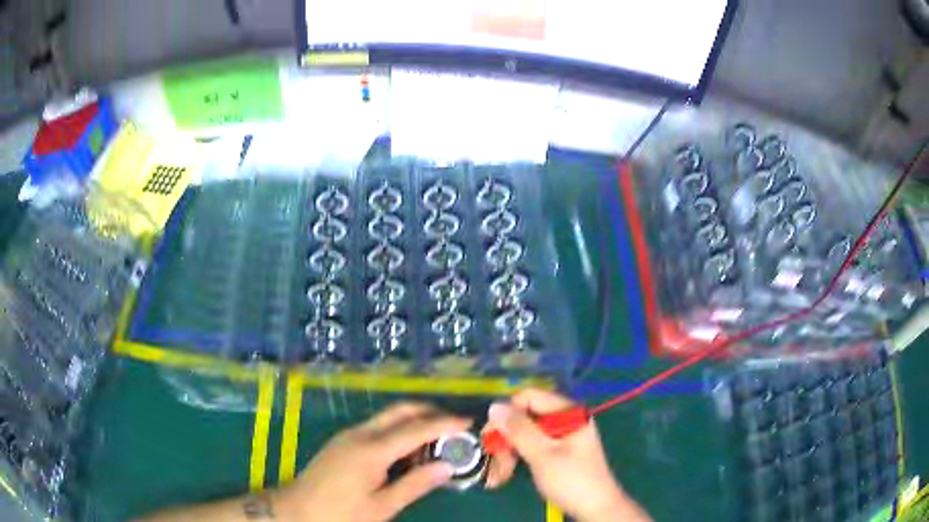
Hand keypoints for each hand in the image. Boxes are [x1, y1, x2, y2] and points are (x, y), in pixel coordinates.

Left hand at [276, 402, 471, 521]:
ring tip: (437, 439)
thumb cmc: (341, 513)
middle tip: (455, 425)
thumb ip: (416, 484)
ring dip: (415, 420)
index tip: (468, 422)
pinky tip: (408, 449)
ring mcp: (349, 434)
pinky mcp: (343, 441)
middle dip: (430, 411)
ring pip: (389, 417)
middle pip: (401, 410)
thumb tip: (447, 466)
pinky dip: (399, 430)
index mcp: (372, 449)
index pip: (416, 428)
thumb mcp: (382, 506)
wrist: (297, 509)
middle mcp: (361, 433)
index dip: (445, 422)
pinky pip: (378, 427)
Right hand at [484, 389, 650, 521]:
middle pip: (525, 416)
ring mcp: (561, 435)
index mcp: (568, 412)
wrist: (595, 508)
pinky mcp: (557, 451)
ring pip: (524, 434)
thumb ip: (519, 430)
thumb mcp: (542, 454)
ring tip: (498, 476)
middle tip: (494, 461)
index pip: (528, 397)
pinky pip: (531, 446)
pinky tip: (506, 475)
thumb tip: (494, 406)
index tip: (491, 436)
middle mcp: (565, 419)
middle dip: (506, 439)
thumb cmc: (572, 480)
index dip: (507, 413)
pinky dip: (517, 458)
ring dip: (508, 453)